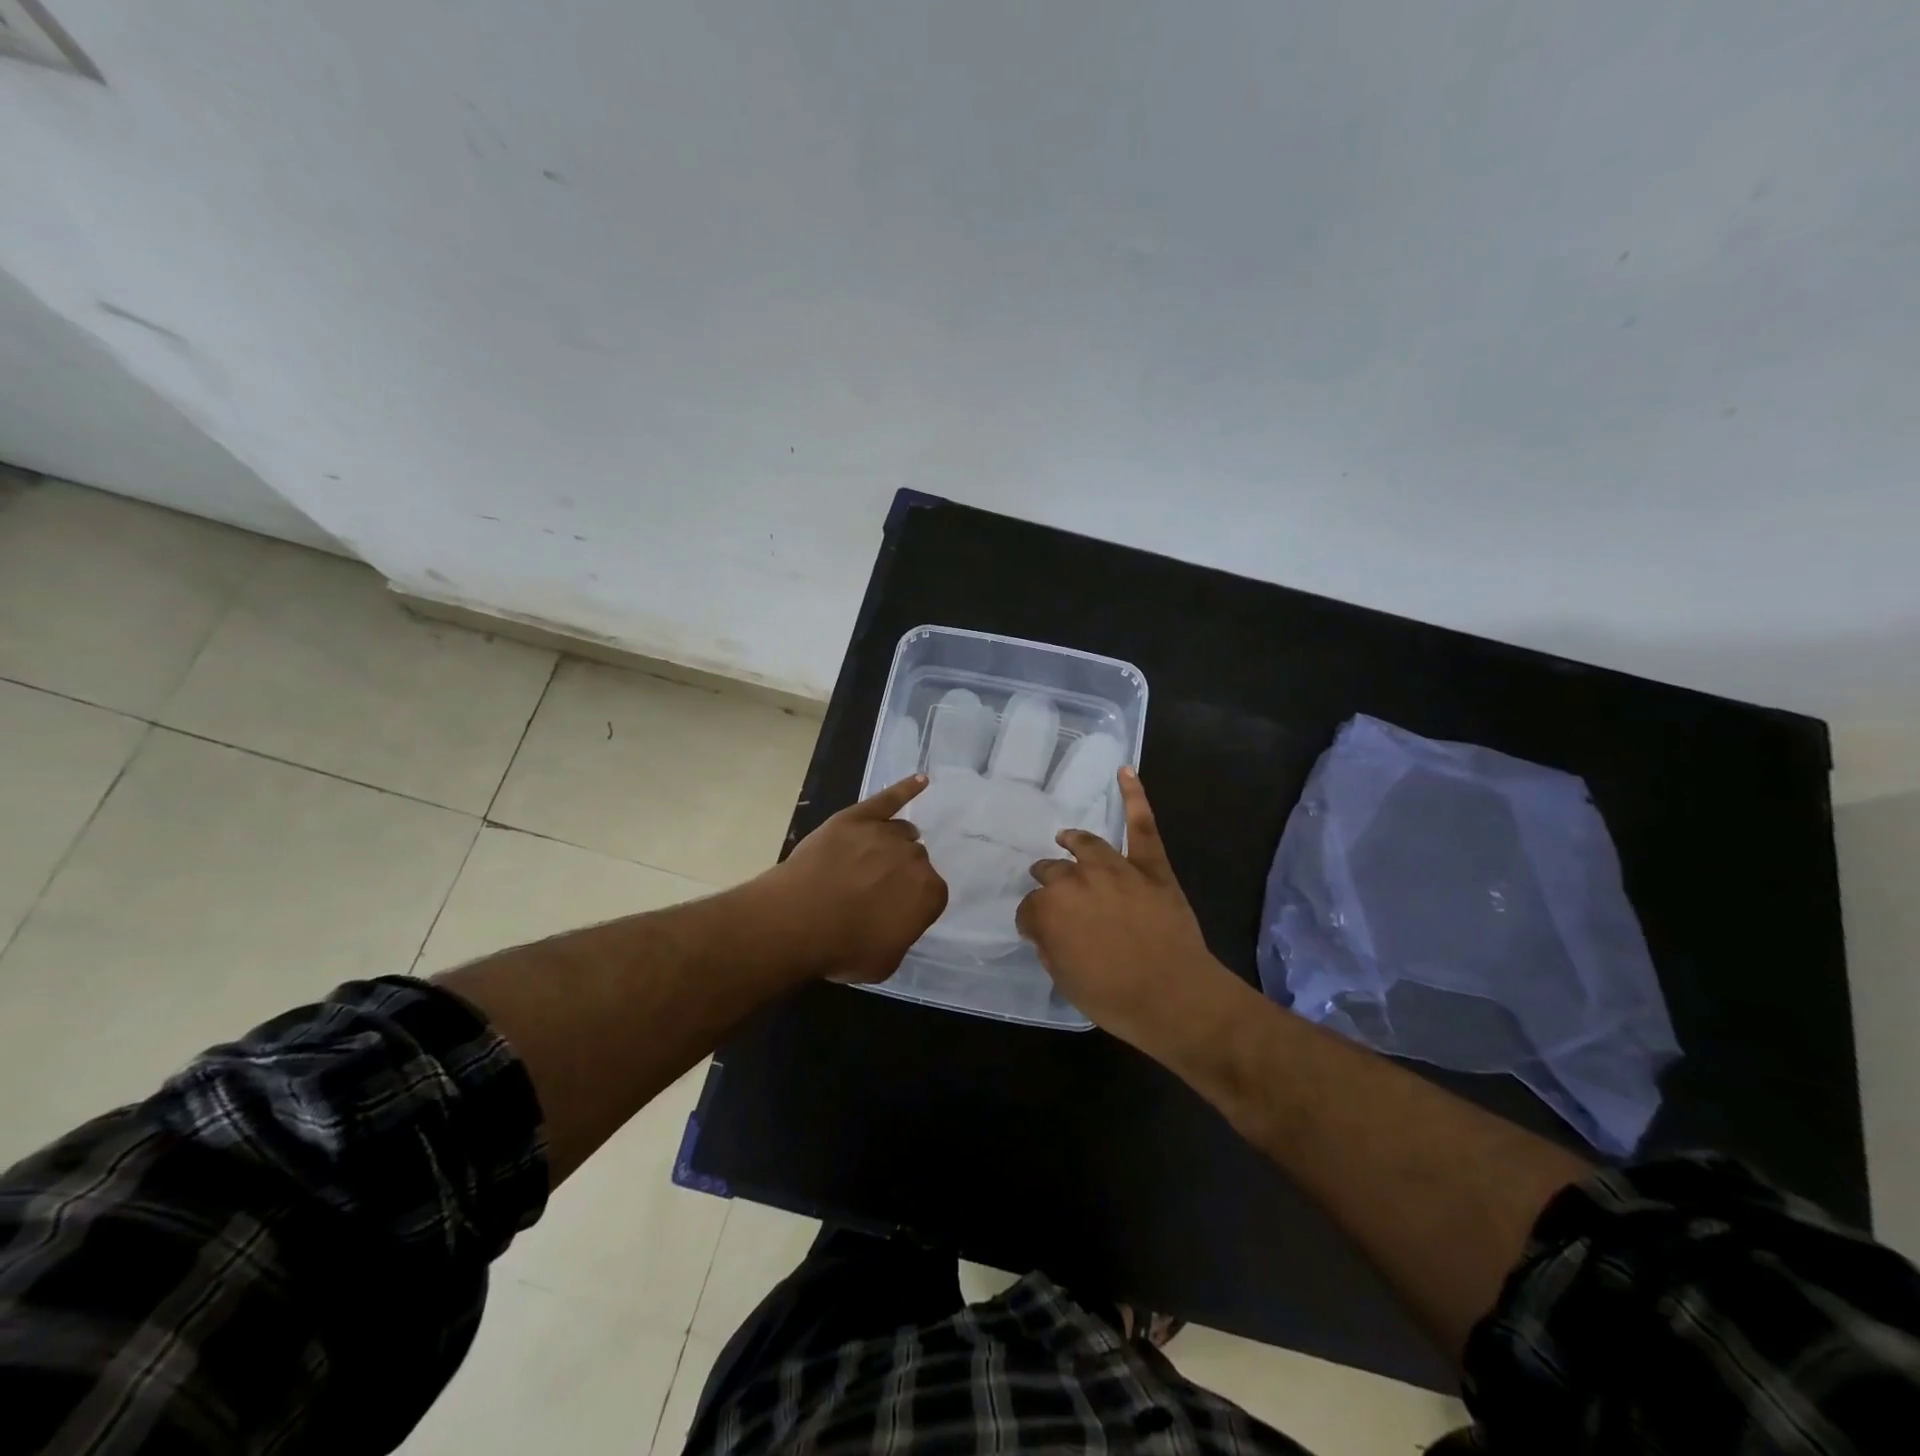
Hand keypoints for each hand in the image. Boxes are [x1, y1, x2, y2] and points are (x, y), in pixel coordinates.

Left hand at [759, 776, 948, 982]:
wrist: (796, 920)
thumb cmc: (842, 948)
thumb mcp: (885, 962)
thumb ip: (902, 934)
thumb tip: (897, 919)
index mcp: (929, 893)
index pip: (930, 893)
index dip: (910, 904)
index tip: (892, 912)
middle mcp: (915, 858)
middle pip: (915, 860)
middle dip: (900, 873)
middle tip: (874, 891)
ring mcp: (885, 833)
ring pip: (901, 832)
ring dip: (894, 844)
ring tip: (874, 859)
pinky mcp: (857, 817)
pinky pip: (888, 798)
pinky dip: (906, 789)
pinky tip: (921, 781)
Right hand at [1016, 768, 1237, 1054]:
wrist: (1174, 996)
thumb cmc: (1114, 998)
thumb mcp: (1065, 979)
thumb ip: (1050, 946)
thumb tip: (1047, 928)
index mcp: (1049, 909)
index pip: (1029, 908)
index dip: (1033, 920)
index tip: (1038, 930)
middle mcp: (1076, 880)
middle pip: (1053, 872)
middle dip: (1047, 881)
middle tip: (1049, 891)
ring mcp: (1115, 868)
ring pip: (1087, 845)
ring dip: (1073, 841)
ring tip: (1067, 838)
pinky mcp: (1150, 866)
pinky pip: (1141, 826)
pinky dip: (1135, 797)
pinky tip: (1125, 771)